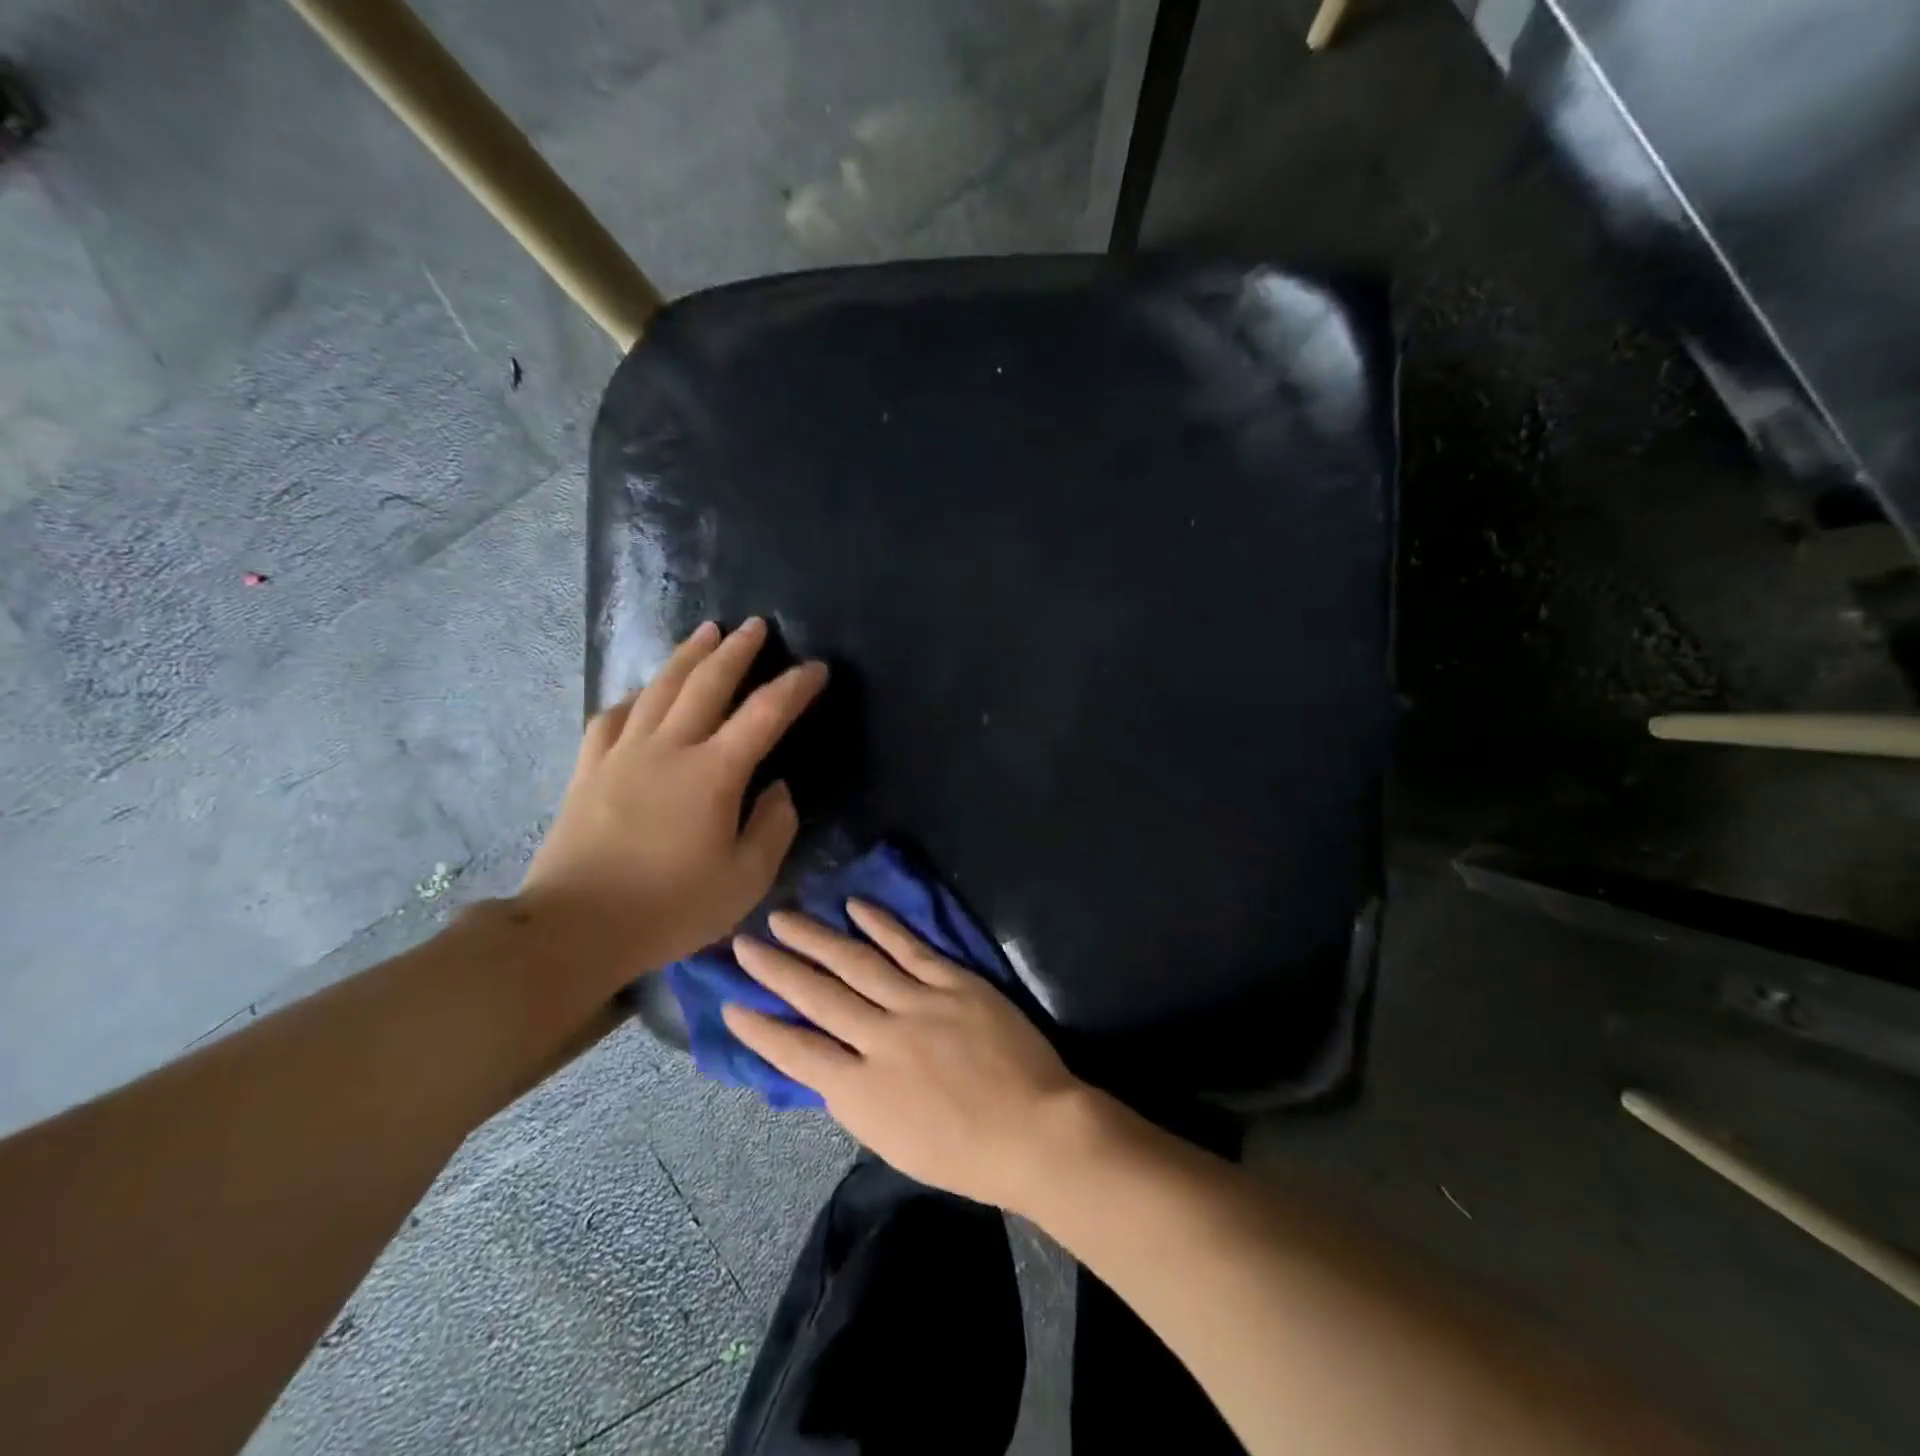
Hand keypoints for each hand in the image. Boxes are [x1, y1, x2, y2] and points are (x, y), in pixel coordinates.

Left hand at [517, 618, 827, 982]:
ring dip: (688, 656)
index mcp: (714, 773)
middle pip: (707, 683)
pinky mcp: (589, 769)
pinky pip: (613, 717)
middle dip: (737, 650)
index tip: (817, 668)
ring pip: (660, 688)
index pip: (765, 714)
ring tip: (706, 633)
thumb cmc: (670, 907)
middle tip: (756, 626)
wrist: (575, 927)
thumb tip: (778, 790)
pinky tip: (642, 693)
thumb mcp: (746, 880)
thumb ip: (773, 828)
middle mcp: (669, 748)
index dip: (795, 687)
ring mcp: (623, 754)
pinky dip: (634, 697)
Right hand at [723, 902, 1093, 1213]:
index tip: (730, 1003)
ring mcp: (917, 1004)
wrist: (1033, 1130)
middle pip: (817, 996)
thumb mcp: (891, 1141)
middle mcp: (880, 1040)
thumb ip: (855, 1096)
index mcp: (860, 1092)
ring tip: (783, 918)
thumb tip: (827, 1063)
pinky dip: (881, 925)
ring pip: (855, 963)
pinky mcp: (952, 982)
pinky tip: (855, 907)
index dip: (760, 1027)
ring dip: (815, 938)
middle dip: (775, 969)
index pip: (796, 1052)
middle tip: (742, 944)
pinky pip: (910, 948)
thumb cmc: (963, 1153)